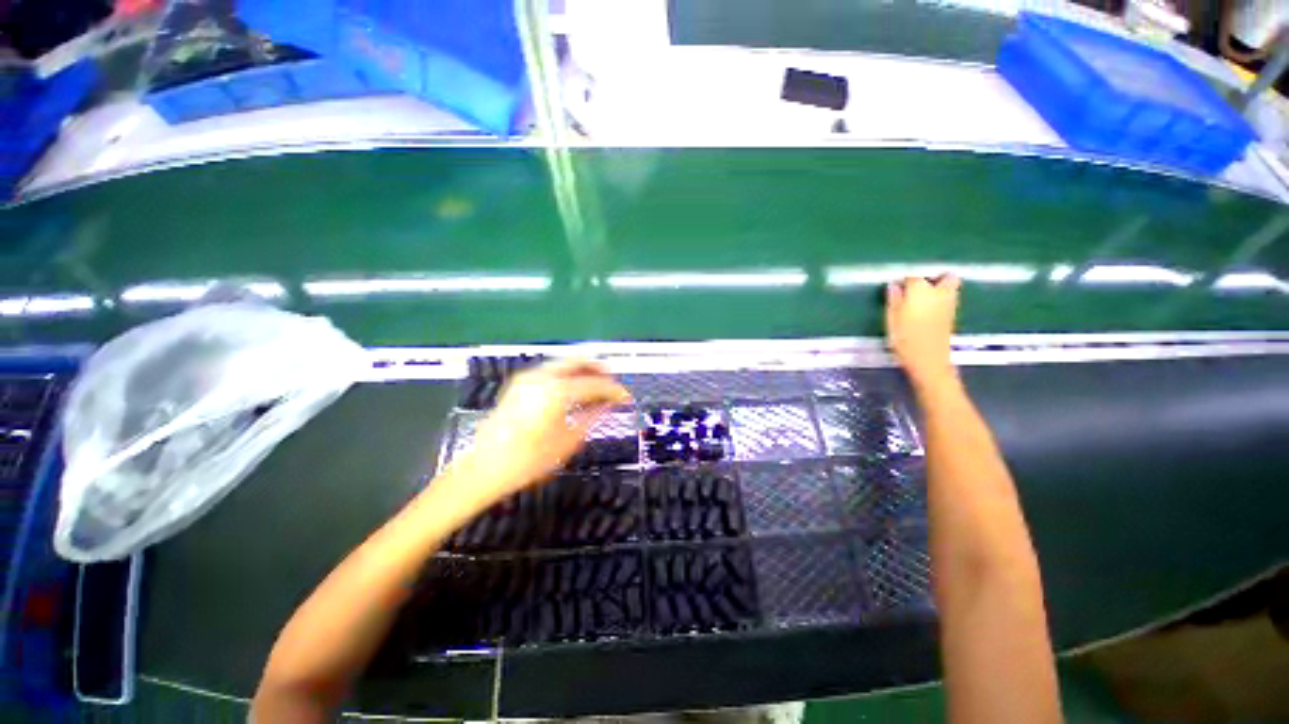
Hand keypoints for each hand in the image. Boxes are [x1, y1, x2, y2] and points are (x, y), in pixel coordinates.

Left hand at [448, 359, 631, 507]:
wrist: (484, 468)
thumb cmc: (529, 460)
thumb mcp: (568, 441)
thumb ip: (592, 417)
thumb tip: (608, 404)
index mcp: (557, 391)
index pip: (595, 384)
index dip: (614, 390)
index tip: (626, 398)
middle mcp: (542, 377)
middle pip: (578, 361)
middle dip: (599, 369)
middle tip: (613, 382)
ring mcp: (528, 378)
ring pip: (563, 363)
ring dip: (583, 370)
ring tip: (597, 385)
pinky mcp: (519, 384)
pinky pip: (551, 371)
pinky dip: (567, 374)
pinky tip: (574, 389)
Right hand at [886, 275, 960, 386]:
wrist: (929, 360)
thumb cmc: (905, 339)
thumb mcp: (891, 320)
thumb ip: (893, 300)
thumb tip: (893, 285)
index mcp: (920, 291)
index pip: (914, 275)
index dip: (905, 278)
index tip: (897, 284)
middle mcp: (939, 293)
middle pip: (944, 277)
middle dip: (934, 277)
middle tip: (918, 285)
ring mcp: (949, 304)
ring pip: (951, 287)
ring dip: (941, 287)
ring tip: (925, 296)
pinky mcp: (953, 316)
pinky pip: (950, 299)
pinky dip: (943, 298)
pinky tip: (930, 308)